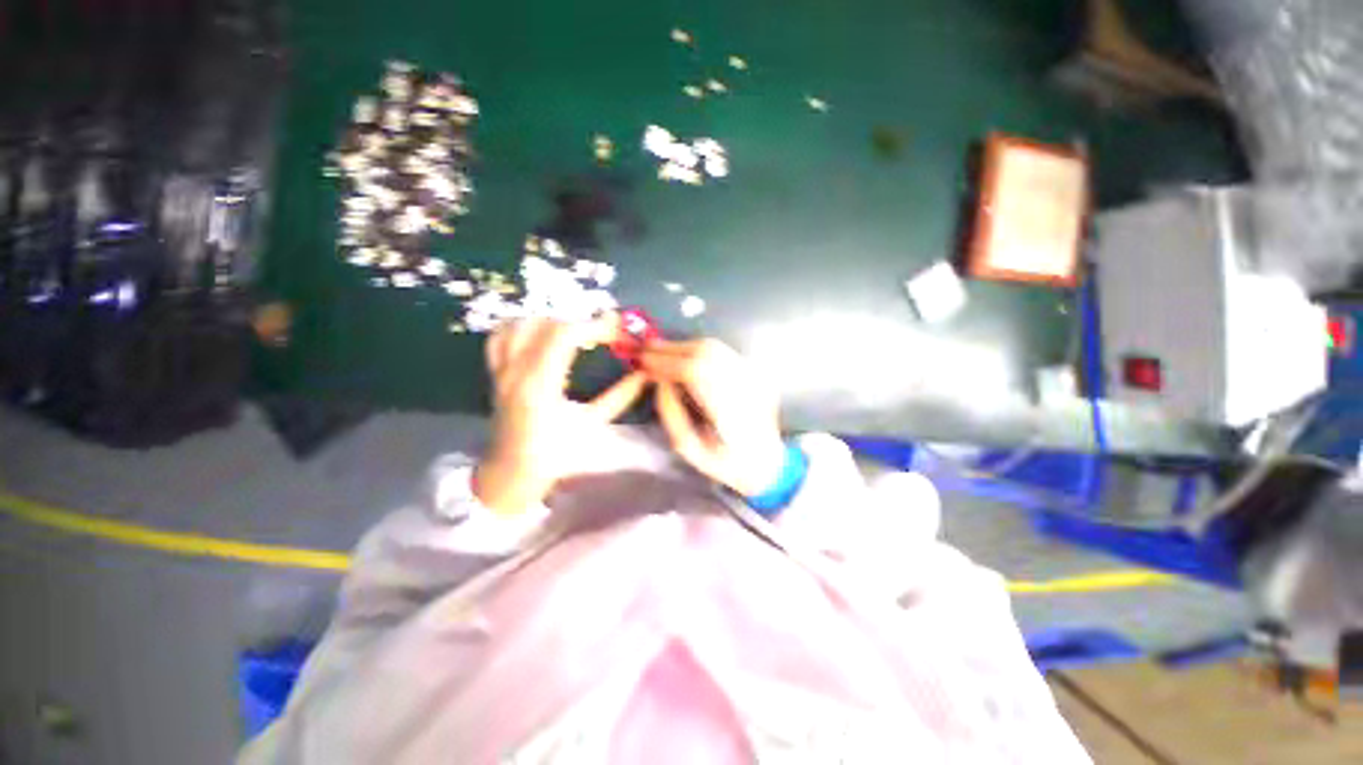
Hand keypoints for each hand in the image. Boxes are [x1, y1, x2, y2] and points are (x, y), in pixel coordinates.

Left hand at [477, 316, 647, 514]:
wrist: (510, 474)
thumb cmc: (554, 456)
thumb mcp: (592, 425)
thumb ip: (619, 397)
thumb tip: (643, 374)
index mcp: (540, 387)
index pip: (564, 335)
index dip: (594, 326)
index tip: (618, 333)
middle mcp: (516, 371)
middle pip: (546, 323)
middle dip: (581, 321)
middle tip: (605, 333)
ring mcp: (501, 370)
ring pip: (521, 323)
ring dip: (554, 320)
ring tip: (577, 332)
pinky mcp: (495, 372)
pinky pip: (501, 336)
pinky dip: (523, 326)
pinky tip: (543, 333)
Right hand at [639, 339, 785, 496]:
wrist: (767, 459)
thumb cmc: (725, 462)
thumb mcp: (690, 449)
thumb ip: (672, 415)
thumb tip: (660, 382)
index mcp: (732, 414)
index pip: (696, 373)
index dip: (667, 363)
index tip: (644, 361)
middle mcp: (747, 388)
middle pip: (706, 353)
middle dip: (672, 349)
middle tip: (647, 351)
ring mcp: (756, 378)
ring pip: (715, 348)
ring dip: (684, 346)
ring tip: (660, 352)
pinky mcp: (757, 373)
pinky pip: (723, 352)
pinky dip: (698, 350)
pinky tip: (683, 356)